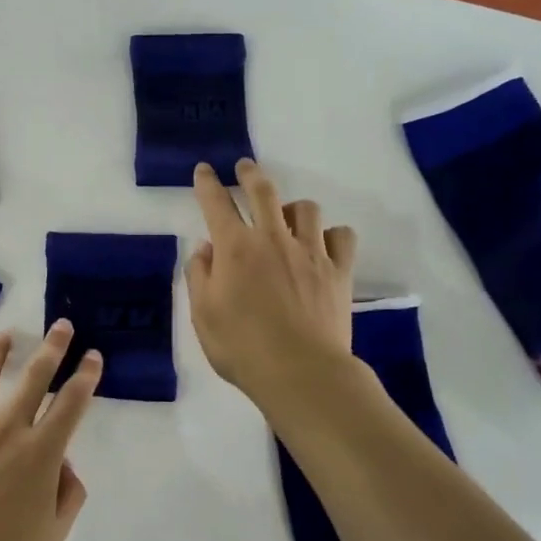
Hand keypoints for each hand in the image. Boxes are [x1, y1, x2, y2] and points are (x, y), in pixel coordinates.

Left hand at [0, 322, 99, 540]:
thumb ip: (68, 495)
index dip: (86, 376)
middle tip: (61, 326)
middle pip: (33, 377)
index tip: (93, 356)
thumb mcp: (53, 538)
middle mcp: (6, 431)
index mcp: (40, 455)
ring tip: (7, 334)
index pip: (71, 404)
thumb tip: (62, 463)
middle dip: (53, 348)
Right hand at [186, 159, 358, 412]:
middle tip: (245, 168)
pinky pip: (341, 236)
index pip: (216, 203)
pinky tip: (323, 245)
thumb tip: (206, 249)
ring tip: (288, 218)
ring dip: (293, 208)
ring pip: (306, 208)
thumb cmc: (241, 347)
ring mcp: (309, 251)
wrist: (300, 372)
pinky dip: (331, 235)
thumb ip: (199, 276)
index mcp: (234, 248)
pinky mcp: (338, 270)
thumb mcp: (202, 315)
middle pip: (263, 191)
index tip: (204, 171)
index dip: (207, 183)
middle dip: (251, 174)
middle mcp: (272, 239)